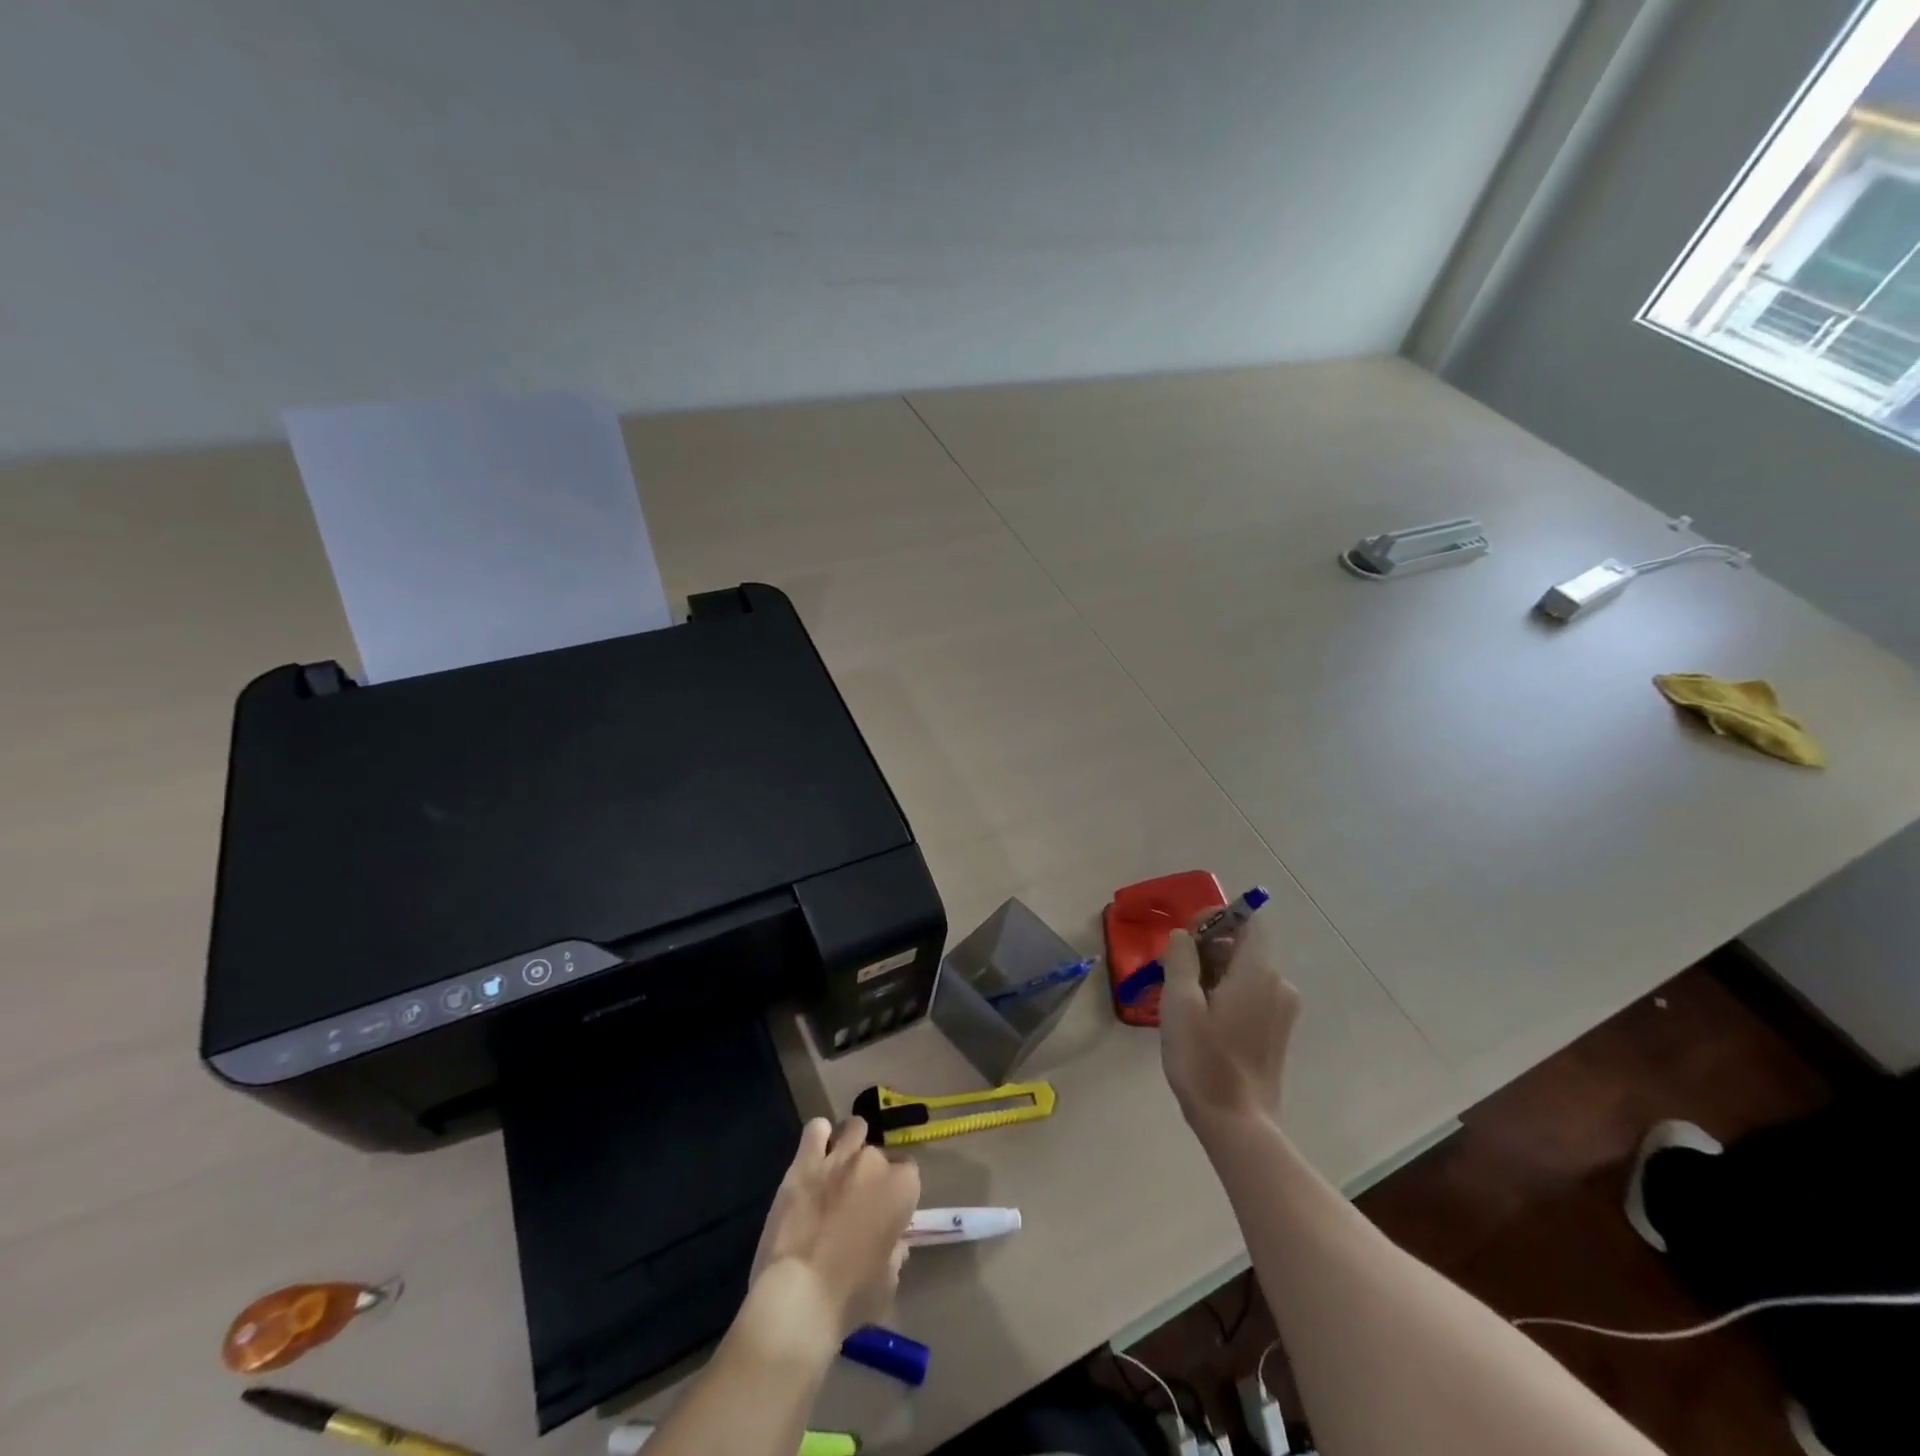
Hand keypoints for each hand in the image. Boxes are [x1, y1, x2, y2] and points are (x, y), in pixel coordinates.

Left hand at [743, 1117, 919, 1361]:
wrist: (798, 1295)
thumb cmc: (850, 1297)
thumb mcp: (887, 1283)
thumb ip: (895, 1255)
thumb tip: (894, 1245)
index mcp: (901, 1188)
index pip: (909, 1173)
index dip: (898, 1193)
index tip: (887, 1213)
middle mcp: (873, 1162)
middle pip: (879, 1154)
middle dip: (872, 1173)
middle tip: (859, 1200)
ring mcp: (838, 1157)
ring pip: (853, 1129)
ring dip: (851, 1143)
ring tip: (841, 1167)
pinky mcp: (804, 1162)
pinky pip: (816, 1130)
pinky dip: (819, 1137)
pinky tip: (816, 1153)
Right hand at [1159, 914, 1300, 1130]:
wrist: (1238, 1124)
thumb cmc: (1204, 1060)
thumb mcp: (1180, 1003)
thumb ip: (1181, 959)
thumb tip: (1184, 936)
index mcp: (1258, 972)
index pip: (1249, 922)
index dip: (1216, 918)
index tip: (1185, 938)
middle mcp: (1278, 985)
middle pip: (1243, 946)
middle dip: (1207, 949)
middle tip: (1172, 972)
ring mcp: (1282, 1011)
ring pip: (1245, 971)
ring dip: (1212, 973)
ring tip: (1181, 999)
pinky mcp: (1277, 1032)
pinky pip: (1251, 994)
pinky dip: (1226, 993)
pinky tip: (1201, 1019)